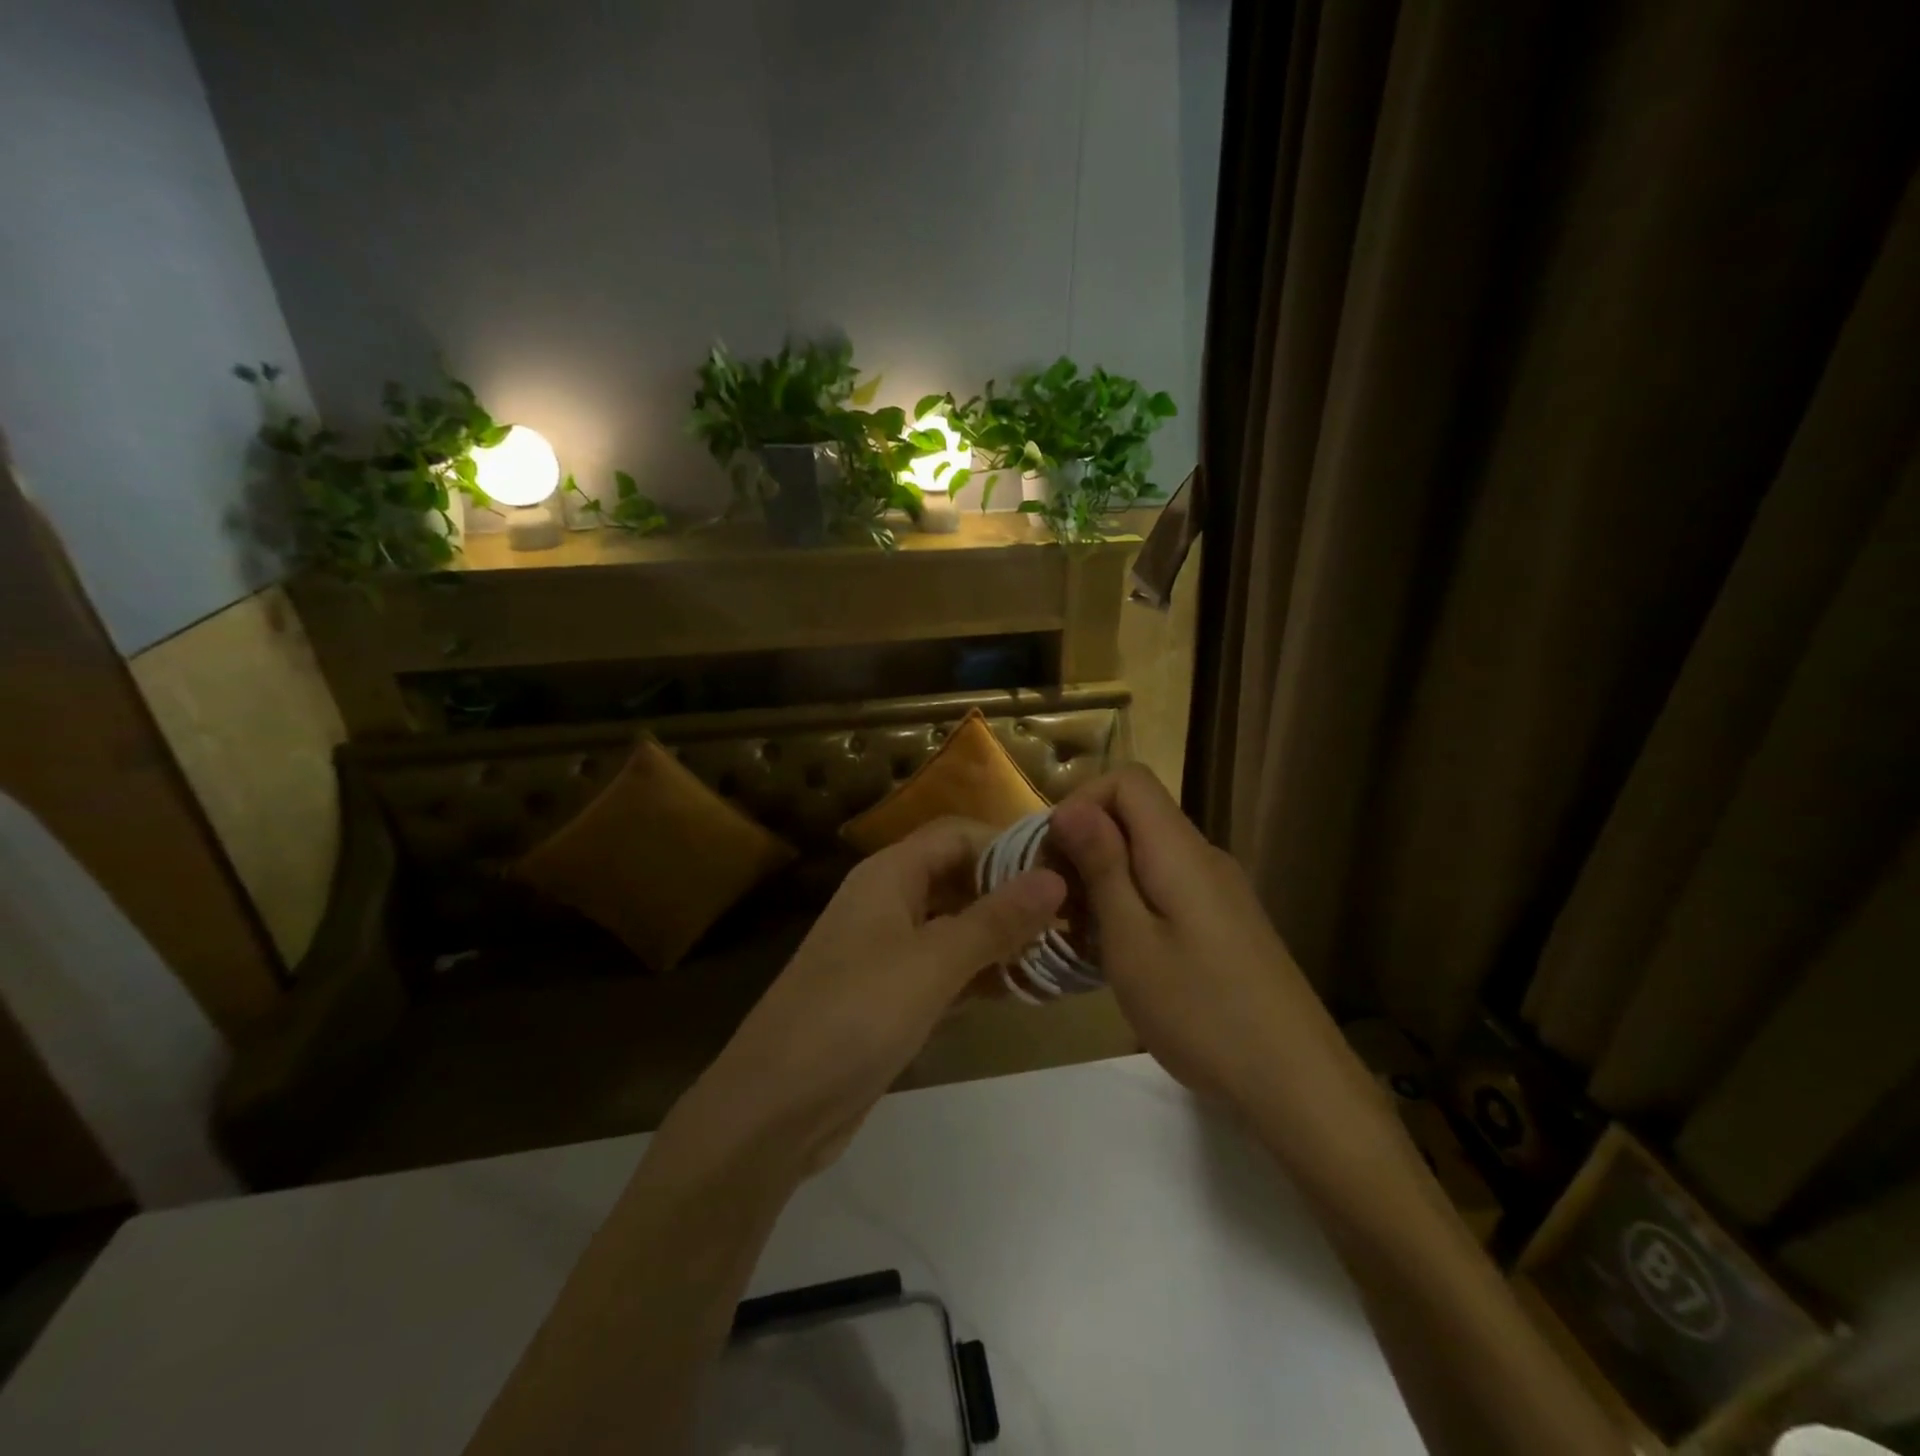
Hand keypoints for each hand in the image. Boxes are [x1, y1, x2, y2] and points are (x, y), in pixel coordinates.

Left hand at [668, 817, 1066, 1178]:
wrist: (774, 1107)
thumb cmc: (855, 1016)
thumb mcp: (933, 963)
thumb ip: (996, 920)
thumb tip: (1055, 878)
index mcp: (889, 875)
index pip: (958, 835)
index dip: (1009, 844)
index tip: (1065, 867)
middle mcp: (888, 902)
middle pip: (959, 878)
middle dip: (1012, 892)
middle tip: (1075, 914)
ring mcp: (888, 951)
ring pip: (956, 927)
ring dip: (1002, 936)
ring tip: (1063, 950)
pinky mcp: (891, 997)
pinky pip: (946, 970)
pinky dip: (982, 974)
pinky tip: (1025, 990)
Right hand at [1048, 767, 1355, 1122]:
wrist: (1298, 1084)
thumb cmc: (1201, 1012)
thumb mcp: (1132, 942)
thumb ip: (1103, 868)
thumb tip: (1070, 808)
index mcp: (1180, 850)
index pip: (1128, 779)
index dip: (1082, 802)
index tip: (1053, 856)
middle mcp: (1204, 857)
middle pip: (1137, 816)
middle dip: (1086, 846)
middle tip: (1057, 905)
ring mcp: (1220, 890)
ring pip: (1149, 855)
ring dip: (1106, 880)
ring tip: (1081, 936)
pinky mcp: (1227, 922)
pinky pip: (1169, 887)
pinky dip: (1133, 904)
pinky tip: (1122, 955)